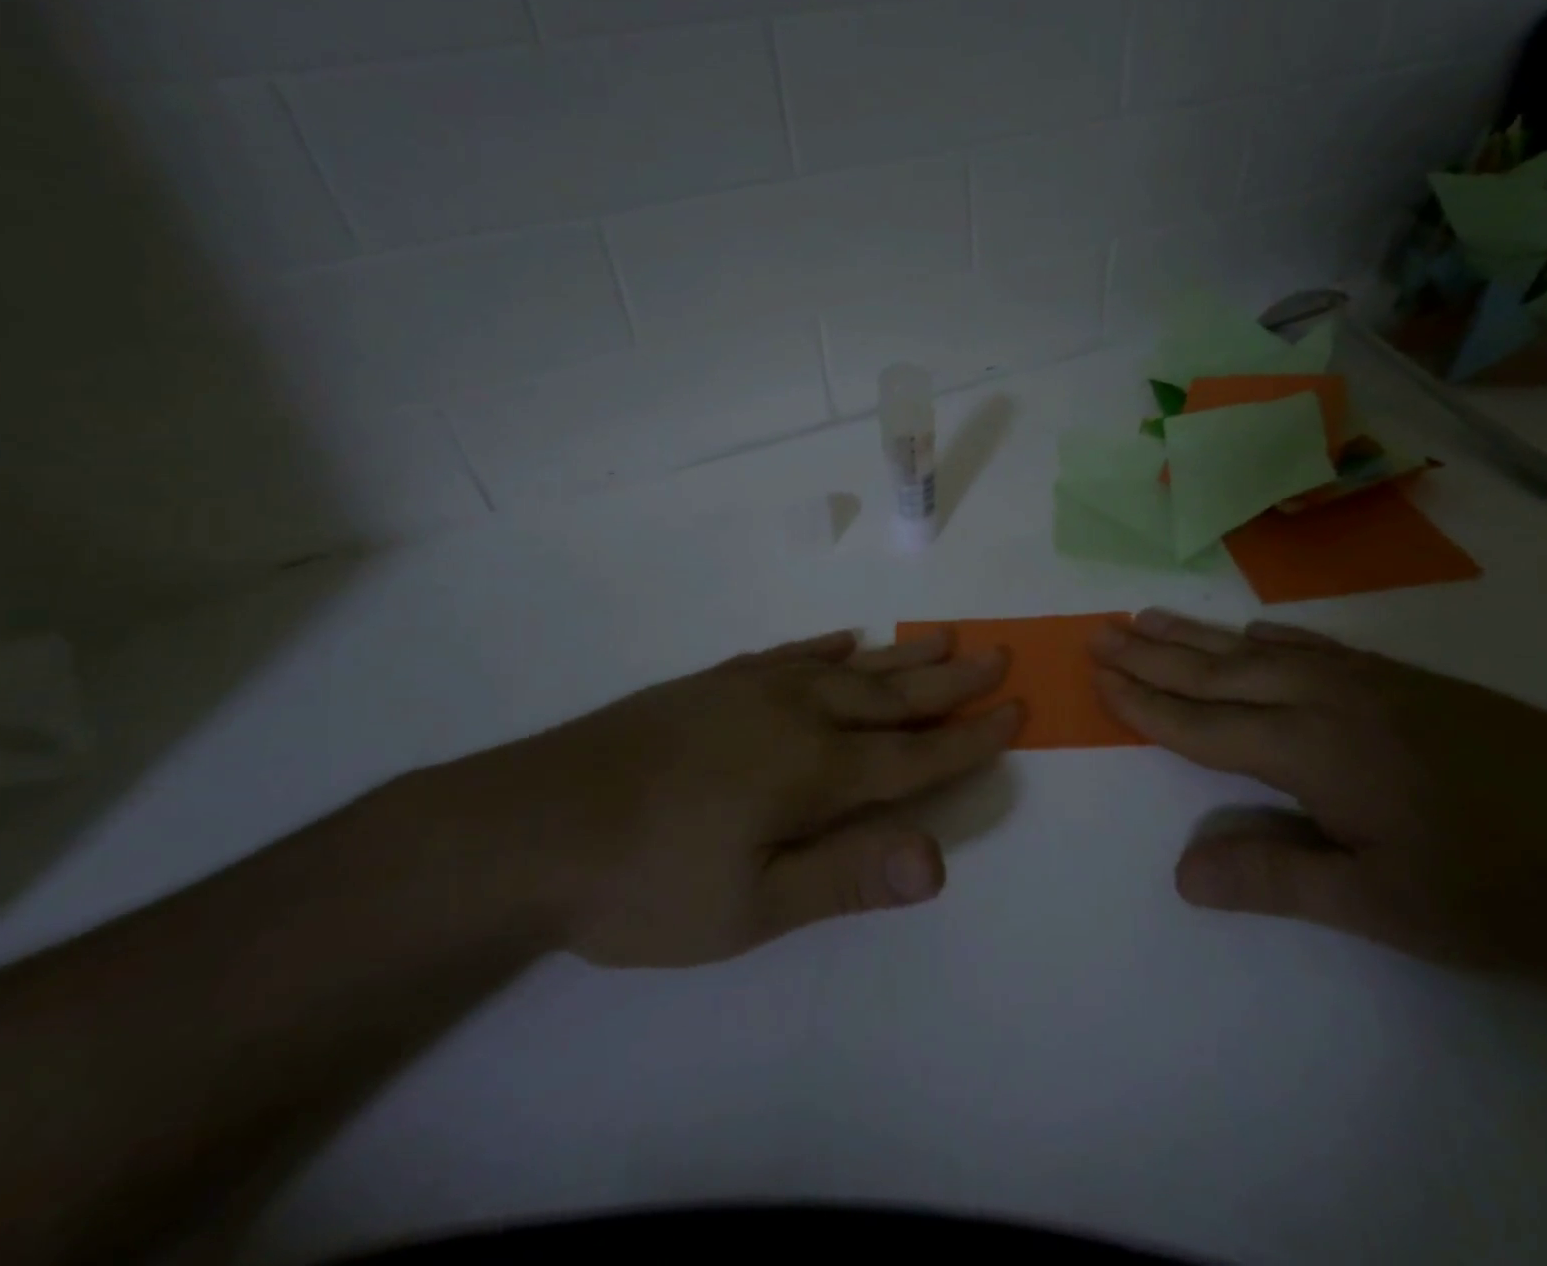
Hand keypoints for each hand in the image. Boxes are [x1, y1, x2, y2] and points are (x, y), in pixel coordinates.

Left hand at [430, 629, 1017, 967]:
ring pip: (849, 666)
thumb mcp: (750, 907)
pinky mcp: (715, 681)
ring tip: (945, 638)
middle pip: (893, 696)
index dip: (969, 739)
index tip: (1015, 712)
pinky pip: (791, 653)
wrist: (532, 824)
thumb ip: (847, 876)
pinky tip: (846, 639)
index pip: (914, 754)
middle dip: (952, 682)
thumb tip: (939, 859)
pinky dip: (828, 647)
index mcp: (814, 770)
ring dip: (902, 655)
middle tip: (998, 656)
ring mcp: (752, 688)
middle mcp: (796, 714)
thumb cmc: (646, 882)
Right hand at [1090, 609, 1546, 976]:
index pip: (1201, 724)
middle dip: (1151, 655)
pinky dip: (1262, 638)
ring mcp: (1364, 680)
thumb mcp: (1382, 902)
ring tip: (1146, 616)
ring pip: (1255, 650)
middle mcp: (1323, 699)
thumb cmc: (1499, 883)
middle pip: (1215, 672)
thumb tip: (1181, 874)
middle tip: (1100, 630)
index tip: (1097, 676)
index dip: (1144, 703)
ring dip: (1195, 635)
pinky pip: (1308, 646)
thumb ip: (1275, 877)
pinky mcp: (1400, 678)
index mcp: (1308, 750)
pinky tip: (1252, 634)